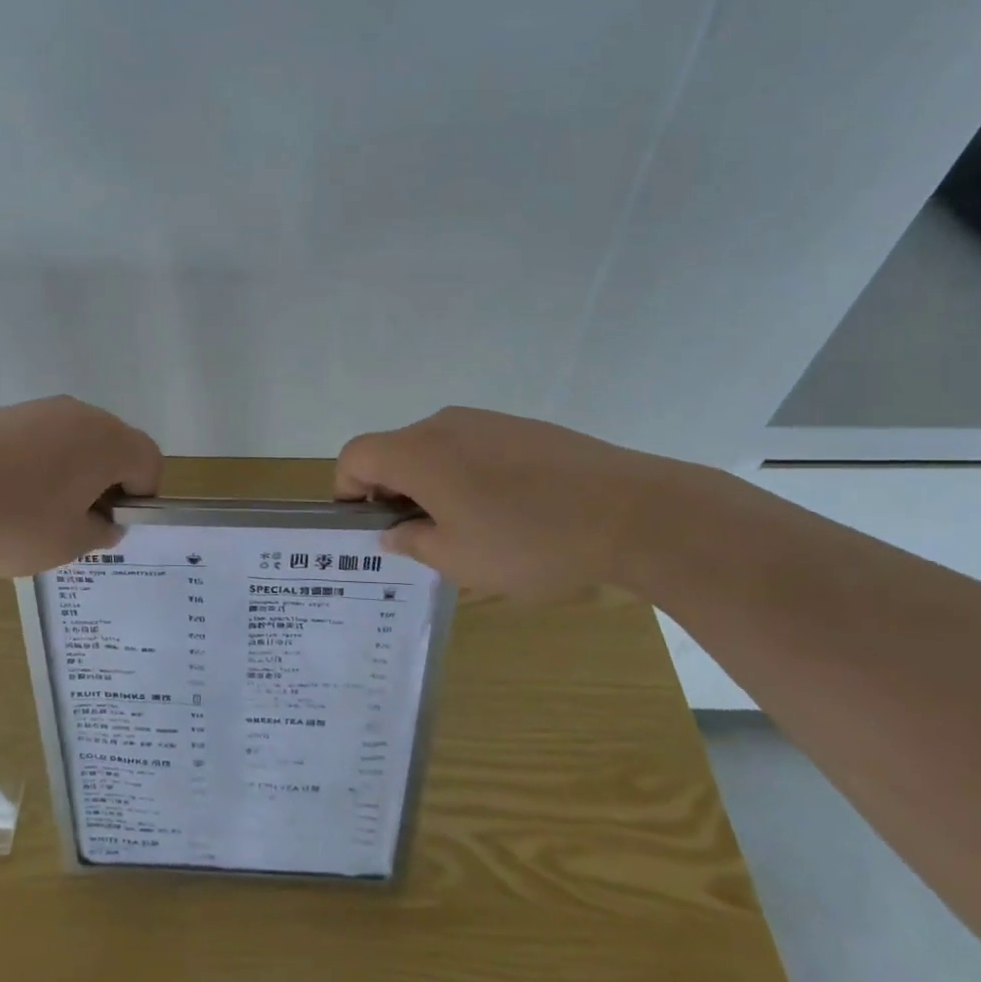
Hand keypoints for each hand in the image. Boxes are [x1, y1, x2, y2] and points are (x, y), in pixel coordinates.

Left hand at [0, 396, 162, 576]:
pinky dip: (33, 462)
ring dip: (68, 471)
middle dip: (105, 481)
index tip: (110, 523)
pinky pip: (34, 438)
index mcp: (108, 442)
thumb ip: (99, 532)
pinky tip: (0, 494)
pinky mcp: (0, 414)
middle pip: (111, 445)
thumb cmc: (13, 522)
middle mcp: (79, 415)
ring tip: (34, 511)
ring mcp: (37, 409)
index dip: (141, 496)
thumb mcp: (68, 544)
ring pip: (71, 440)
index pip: (149, 460)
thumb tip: (105, 523)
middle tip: (77, 521)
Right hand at [334, 407, 687, 599]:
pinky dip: (467, 475)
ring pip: (434, 449)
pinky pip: (472, 447)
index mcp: (417, 453)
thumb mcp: (460, 560)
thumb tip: (393, 531)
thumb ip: (413, 542)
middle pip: (393, 450)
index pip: (354, 456)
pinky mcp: (522, 427)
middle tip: (419, 538)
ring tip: (468, 529)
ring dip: (431, 484)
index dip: (347, 489)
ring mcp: (486, 421)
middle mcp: (443, 424)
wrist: (634, 511)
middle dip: (391, 492)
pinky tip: (507, 511)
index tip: (369, 526)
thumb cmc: (530, 541)